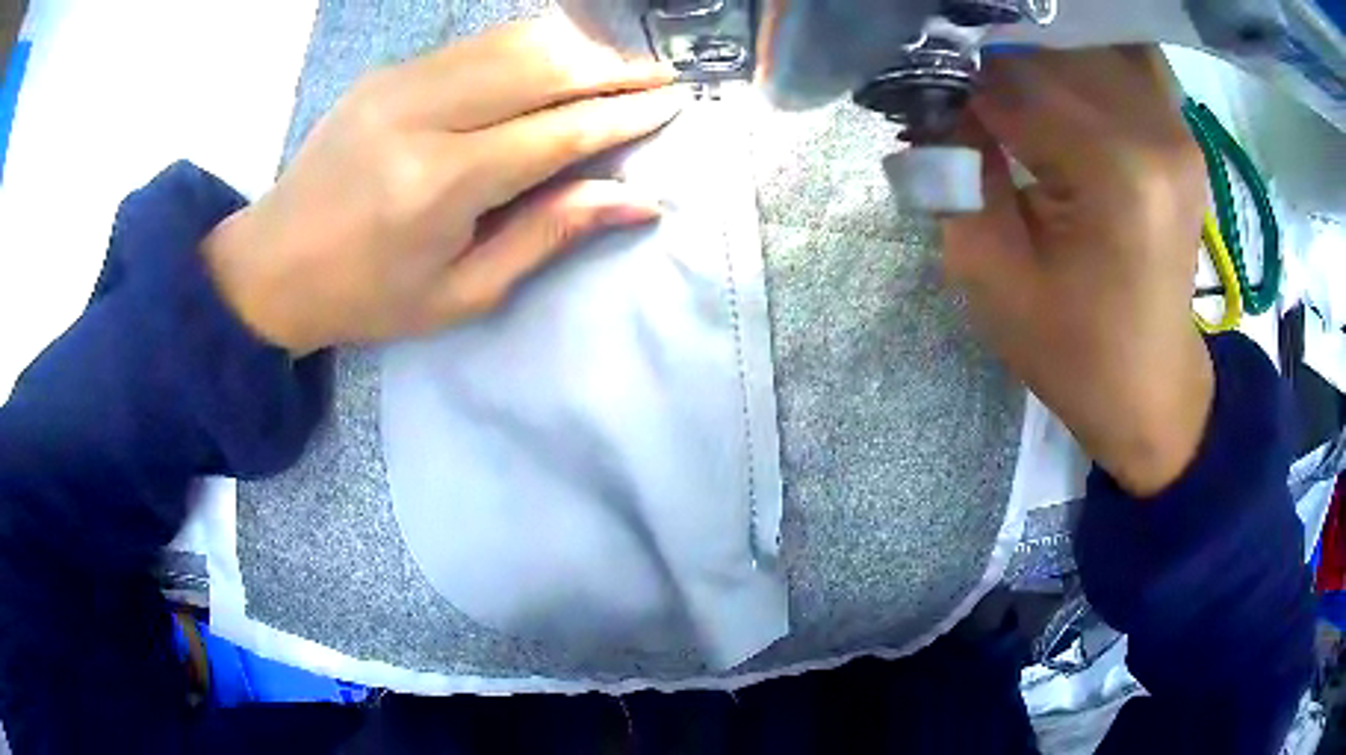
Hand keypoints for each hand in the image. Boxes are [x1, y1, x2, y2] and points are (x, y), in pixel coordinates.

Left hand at [203, 17, 683, 355]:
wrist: (270, 264)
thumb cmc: (365, 296)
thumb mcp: (460, 293)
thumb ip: (547, 235)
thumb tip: (637, 200)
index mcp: (439, 184)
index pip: (557, 131)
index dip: (622, 115)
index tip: (674, 103)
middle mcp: (422, 116)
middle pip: (541, 67)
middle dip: (612, 68)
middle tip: (661, 75)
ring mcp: (400, 83)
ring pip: (512, 42)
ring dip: (576, 48)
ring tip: (621, 63)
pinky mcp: (388, 72)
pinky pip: (476, 44)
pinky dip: (529, 45)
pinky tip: (557, 58)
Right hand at [942, 46, 1213, 496]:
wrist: (1150, 386)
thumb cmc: (1072, 350)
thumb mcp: (989, 273)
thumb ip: (954, 174)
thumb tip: (940, 105)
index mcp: (1116, 171)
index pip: (1011, 84)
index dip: (959, 93)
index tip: (937, 121)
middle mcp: (1155, 129)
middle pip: (1047, 52)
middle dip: (996, 72)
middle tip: (972, 113)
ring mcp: (1177, 126)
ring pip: (1084, 44)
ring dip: (1039, 63)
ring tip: (1018, 101)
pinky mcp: (1182, 132)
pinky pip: (1124, 59)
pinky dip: (1084, 60)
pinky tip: (1066, 89)